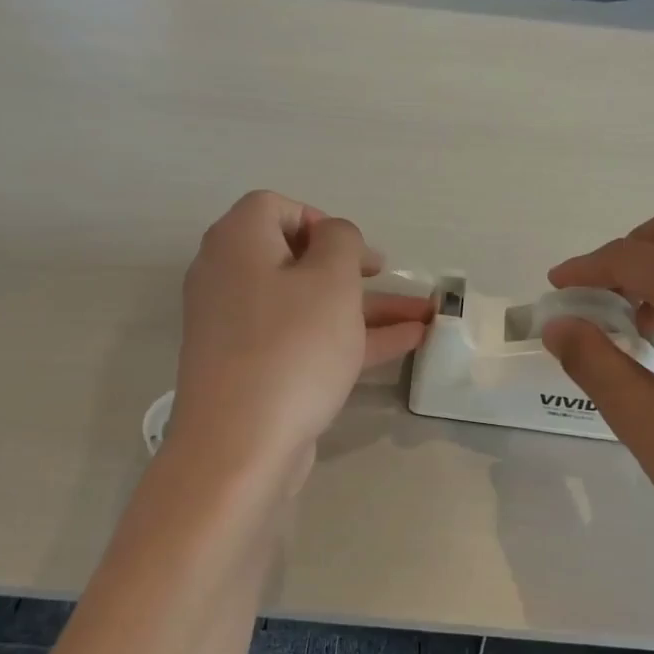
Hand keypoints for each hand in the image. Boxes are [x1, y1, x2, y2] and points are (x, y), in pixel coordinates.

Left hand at [168, 191, 430, 491]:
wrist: (240, 446)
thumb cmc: (291, 347)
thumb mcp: (331, 279)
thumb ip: (341, 241)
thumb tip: (332, 237)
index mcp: (237, 242)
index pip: (276, 207)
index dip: (321, 220)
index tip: (354, 251)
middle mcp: (230, 278)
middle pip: (296, 258)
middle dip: (353, 269)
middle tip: (387, 277)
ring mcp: (240, 328)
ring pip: (309, 304)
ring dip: (363, 307)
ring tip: (422, 315)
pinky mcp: (253, 369)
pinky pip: (304, 339)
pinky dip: (348, 337)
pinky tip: (404, 343)